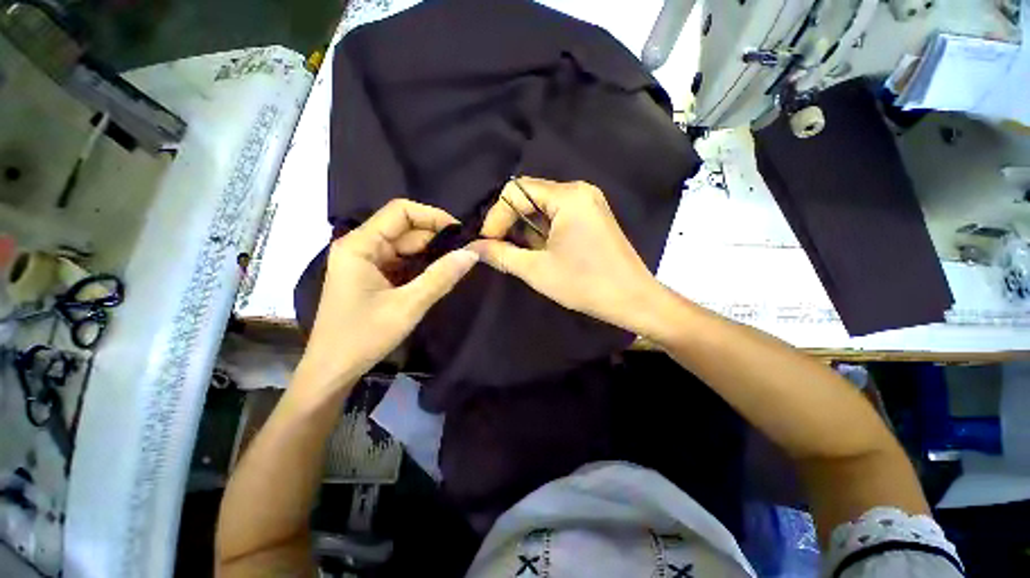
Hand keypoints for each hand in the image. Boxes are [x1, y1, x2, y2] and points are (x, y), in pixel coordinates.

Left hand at [300, 200, 477, 390]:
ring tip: (455, 264)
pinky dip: (412, 267)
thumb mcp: (406, 308)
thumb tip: (473, 252)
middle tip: (465, 253)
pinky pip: (391, 261)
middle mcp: (356, 245)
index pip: (400, 211)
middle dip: (432, 238)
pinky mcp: (361, 276)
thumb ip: (440, 277)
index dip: (432, 216)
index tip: (461, 233)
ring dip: (424, 254)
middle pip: (399, 227)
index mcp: (359, 244)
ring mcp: (357, 261)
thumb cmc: (362, 337)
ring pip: (397, 245)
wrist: (331, 369)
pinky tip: (434, 276)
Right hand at [471, 178, 662, 333]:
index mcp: (567, 196)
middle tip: (496, 247)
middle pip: (529, 193)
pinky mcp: (593, 213)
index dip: (496, 216)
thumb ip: (501, 254)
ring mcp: (588, 200)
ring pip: (542, 204)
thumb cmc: (586, 284)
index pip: (515, 192)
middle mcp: (578, 189)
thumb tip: (471, 248)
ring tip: (516, 252)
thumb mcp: (538, 270)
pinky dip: (542, 227)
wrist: (634, 299)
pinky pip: (558, 211)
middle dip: (509, 220)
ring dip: (525, 225)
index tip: (487, 243)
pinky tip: (537, 249)